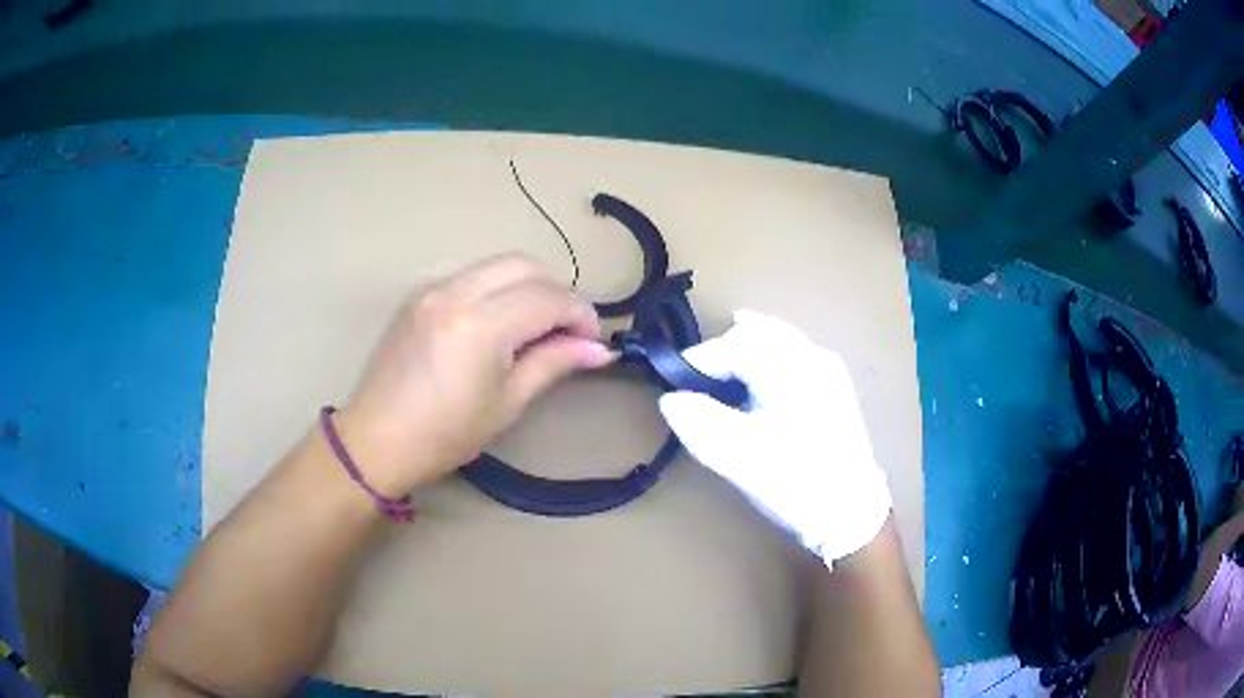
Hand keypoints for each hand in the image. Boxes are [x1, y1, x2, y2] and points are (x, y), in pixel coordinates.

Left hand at [335, 254, 613, 495]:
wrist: (376, 440)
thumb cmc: (445, 434)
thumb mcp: (507, 403)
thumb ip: (553, 363)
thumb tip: (600, 350)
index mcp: (481, 324)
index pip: (547, 299)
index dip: (580, 315)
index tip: (594, 340)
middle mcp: (456, 292)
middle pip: (524, 265)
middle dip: (556, 290)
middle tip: (569, 329)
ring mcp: (433, 288)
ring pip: (497, 265)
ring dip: (528, 285)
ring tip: (539, 324)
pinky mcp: (420, 295)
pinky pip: (472, 276)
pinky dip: (498, 288)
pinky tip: (501, 321)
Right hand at [658, 310, 890, 565]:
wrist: (851, 511)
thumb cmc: (795, 480)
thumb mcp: (739, 456)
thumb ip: (700, 421)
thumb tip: (671, 399)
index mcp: (789, 368)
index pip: (733, 345)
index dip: (699, 360)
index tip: (675, 385)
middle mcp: (812, 356)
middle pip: (758, 333)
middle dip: (723, 349)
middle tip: (697, 379)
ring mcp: (829, 371)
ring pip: (779, 341)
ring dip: (747, 350)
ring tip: (723, 374)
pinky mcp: (836, 389)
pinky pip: (795, 356)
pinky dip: (769, 360)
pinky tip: (760, 382)